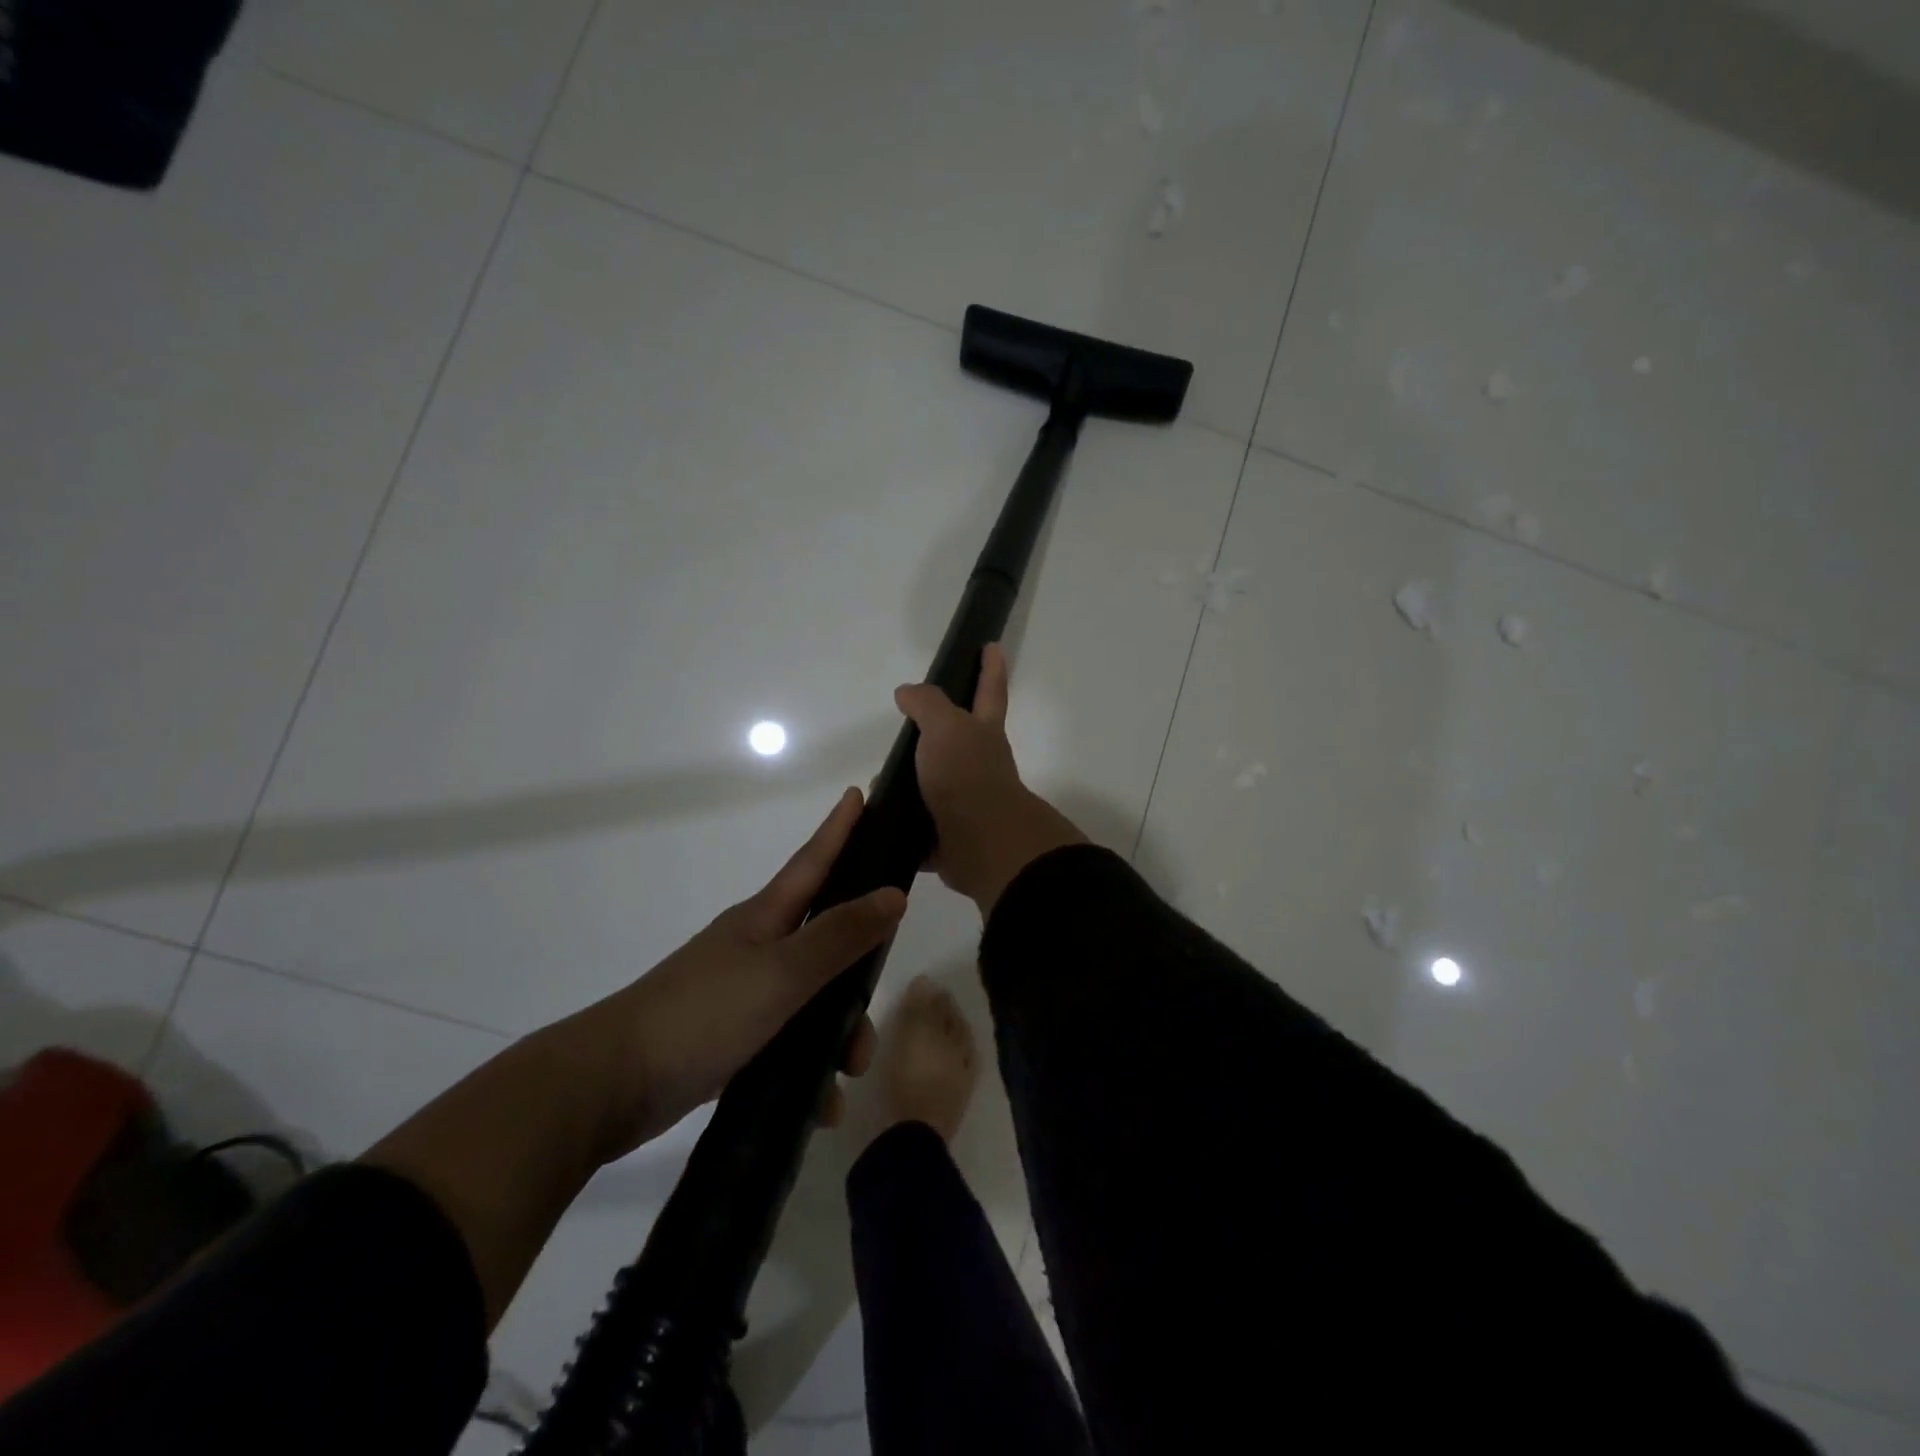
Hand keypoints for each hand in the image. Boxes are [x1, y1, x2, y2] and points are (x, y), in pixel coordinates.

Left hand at [590, 788, 902, 1157]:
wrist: (609, 1085)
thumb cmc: (701, 1014)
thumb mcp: (781, 974)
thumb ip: (839, 936)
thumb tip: (894, 894)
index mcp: (764, 919)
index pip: (813, 861)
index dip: (839, 829)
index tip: (860, 793)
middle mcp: (756, 947)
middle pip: (824, 940)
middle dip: (858, 969)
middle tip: (878, 999)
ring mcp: (741, 993)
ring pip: (812, 999)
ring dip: (838, 1033)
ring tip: (847, 1073)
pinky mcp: (731, 1038)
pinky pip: (788, 1043)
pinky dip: (809, 1069)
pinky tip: (820, 1104)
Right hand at [894, 643, 1084, 914]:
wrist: (981, 842)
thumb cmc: (966, 774)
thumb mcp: (945, 726)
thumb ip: (927, 704)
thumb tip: (907, 693)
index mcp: (982, 733)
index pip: (989, 690)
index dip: (990, 668)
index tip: (992, 645)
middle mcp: (978, 765)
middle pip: (958, 741)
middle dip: (936, 734)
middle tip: (905, 728)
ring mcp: (965, 801)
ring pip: (933, 785)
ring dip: (908, 783)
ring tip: (877, 782)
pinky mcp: (949, 835)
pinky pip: (920, 826)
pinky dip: (903, 824)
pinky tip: (880, 819)